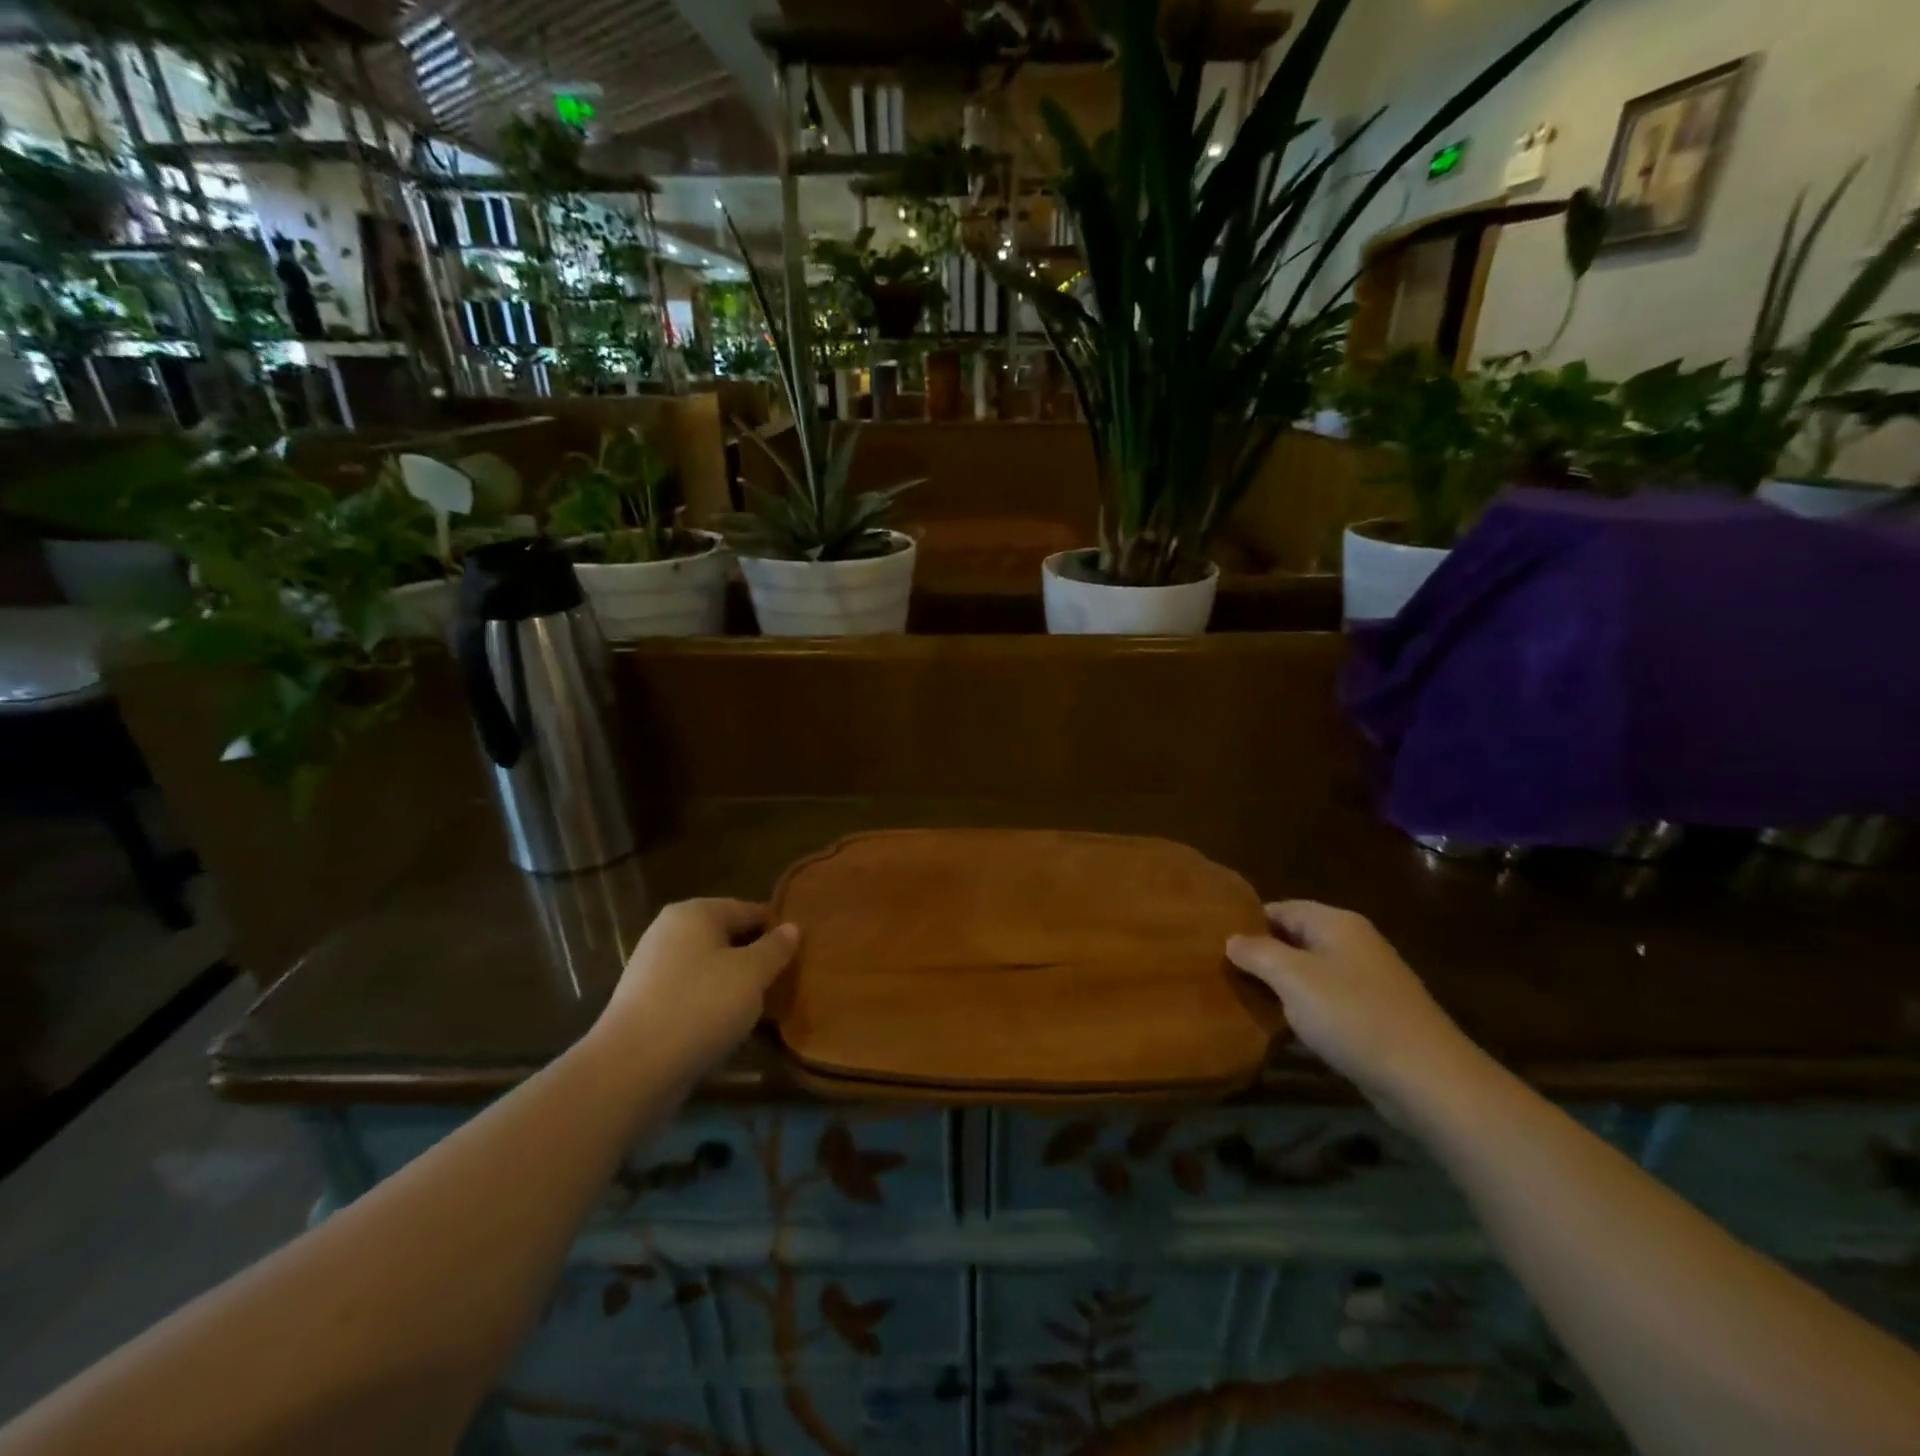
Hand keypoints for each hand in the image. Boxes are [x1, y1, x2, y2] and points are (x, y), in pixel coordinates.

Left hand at [594, 899, 799, 1076]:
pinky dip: (712, 1002)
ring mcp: (653, 967)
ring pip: (710, 966)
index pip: (749, 909)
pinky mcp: (645, 1001)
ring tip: (764, 1005)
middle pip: (727, 936)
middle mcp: (670, 931)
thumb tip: (792, 927)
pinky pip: (692, 991)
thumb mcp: (751, 974)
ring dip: (736, 982)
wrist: (632, 1068)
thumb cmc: (700, 1006)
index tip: (802, 952)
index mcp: (695, 912)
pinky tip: (729, 1024)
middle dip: (756, 956)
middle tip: (786, 980)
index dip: (778, 929)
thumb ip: (775, 948)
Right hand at [1227, 901, 1480, 1121]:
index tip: (1215, 942)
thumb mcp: (1293, 977)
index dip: (1248, 923)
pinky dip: (1304, 1010)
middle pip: (1295, 939)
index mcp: (1337, 923)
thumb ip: (1257, 953)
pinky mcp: (1375, 1016)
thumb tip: (1232, 939)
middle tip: (1223, 972)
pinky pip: (1328, 1002)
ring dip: (1281, 986)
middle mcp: (1355, 944)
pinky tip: (1282, 1028)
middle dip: (1262, 955)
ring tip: (1244, 999)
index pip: (1281, 909)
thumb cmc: (1353, 1015)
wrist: (1427, 1079)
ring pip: (1310, 973)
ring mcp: (1368, 981)